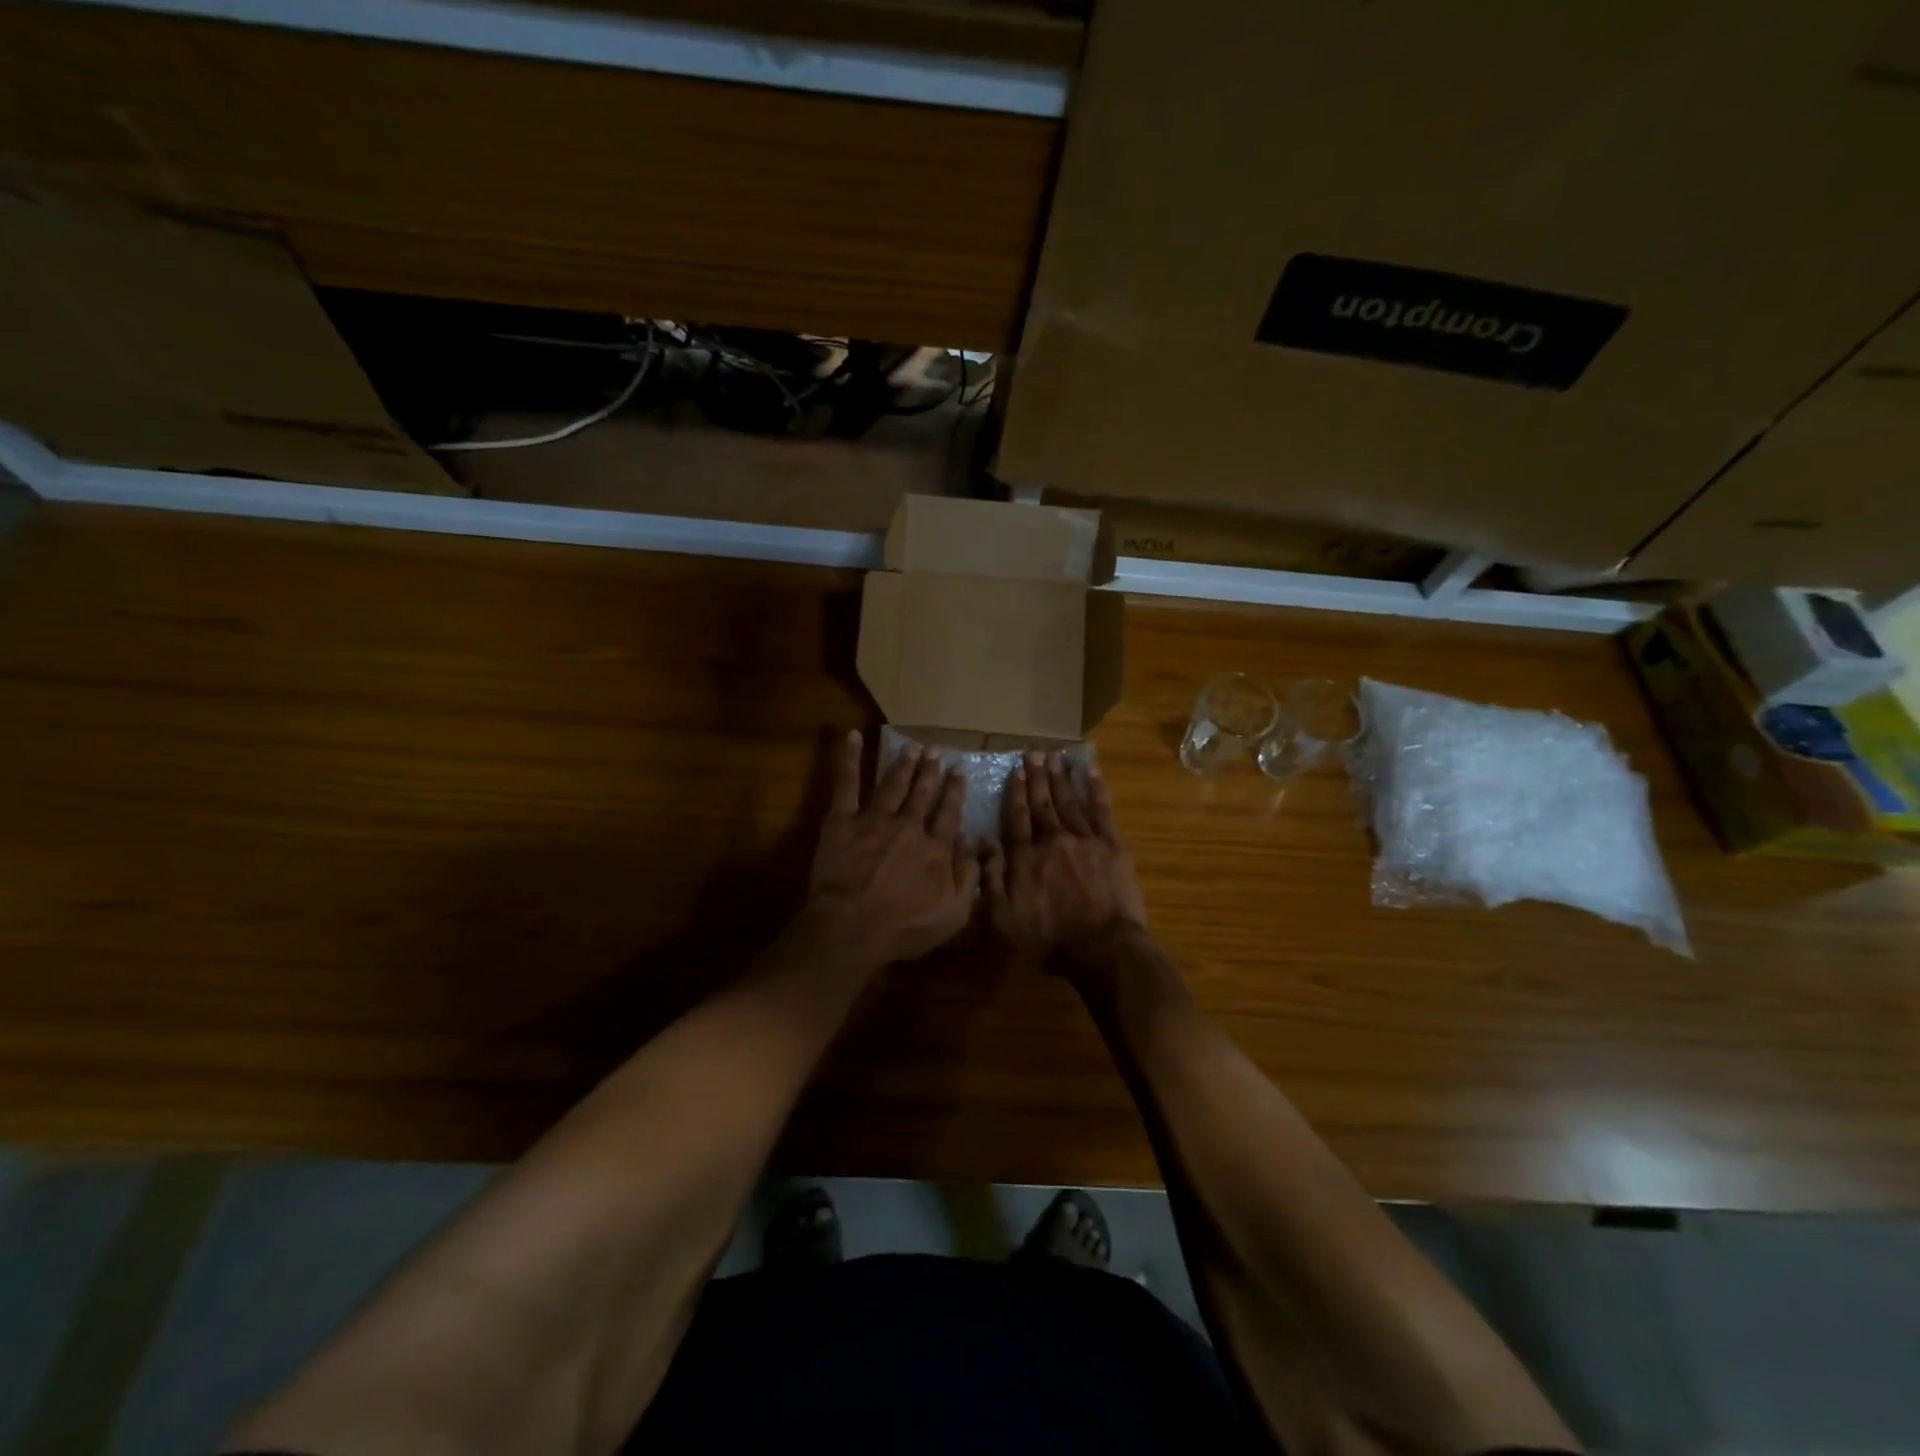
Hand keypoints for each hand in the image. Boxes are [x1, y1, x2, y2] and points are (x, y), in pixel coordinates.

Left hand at [806, 731, 978, 969]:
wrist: (853, 928)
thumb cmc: (903, 928)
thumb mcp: (954, 914)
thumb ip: (969, 877)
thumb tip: (975, 844)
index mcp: (935, 848)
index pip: (949, 814)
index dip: (955, 791)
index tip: (959, 772)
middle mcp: (909, 826)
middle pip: (922, 794)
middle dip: (930, 771)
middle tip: (935, 750)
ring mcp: (874, 820)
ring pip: (893, 784)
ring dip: (903, 764)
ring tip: (911, 747)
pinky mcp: (842, 821)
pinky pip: (845, 783)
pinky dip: (848, 758)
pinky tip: (852, 736)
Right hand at [982, 752, 1148, 977]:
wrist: (1101, 947)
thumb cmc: (1048, 940)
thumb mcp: (1003, 917)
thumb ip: (991, 877)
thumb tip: (983, 840)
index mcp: (1025, 857)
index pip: (1018, 818)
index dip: (1016, 793)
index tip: (1016, 771)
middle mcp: (1052, 840)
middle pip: (1042, 804)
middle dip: (1037, 777)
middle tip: (1034, 753)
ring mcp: (1084, 839)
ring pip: (1069, 801)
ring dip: (1060, 778)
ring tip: (1055, 758)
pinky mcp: (1111, 845)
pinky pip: (1101, 810)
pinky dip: (1095, 789)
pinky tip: (1090, 772)